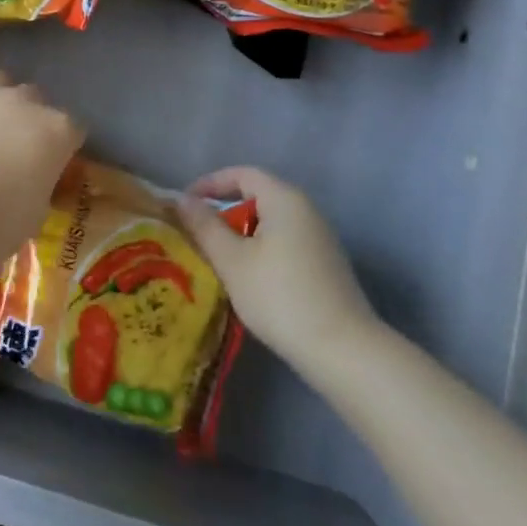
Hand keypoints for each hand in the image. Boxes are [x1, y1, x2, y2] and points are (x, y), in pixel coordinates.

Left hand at [0, 69, 82, 294]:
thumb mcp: (34, 215)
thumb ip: (39, 187)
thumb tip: (29, 184)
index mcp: (57, 132)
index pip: (73, 129)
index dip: (61, 146)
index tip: (50, 165)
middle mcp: (24, 101)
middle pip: (35, 98)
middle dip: (27, 117)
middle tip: (11, 146)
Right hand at [177, 166, 378, 372]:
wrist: (343, 351)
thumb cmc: (279, 296)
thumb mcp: (231, 260)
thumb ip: (205, 226)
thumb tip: (183, 200)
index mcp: (284, 199)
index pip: (242, 174)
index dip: (211, 183)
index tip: (185, 203)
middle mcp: (306, 210)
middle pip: (258, 196)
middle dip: (225, 211)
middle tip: (198, 232)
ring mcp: (320, 238)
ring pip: (271, 222)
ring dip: (242, 233)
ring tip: (218, 257)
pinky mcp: (327, 265)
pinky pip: (285, 242)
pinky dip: (261, 249)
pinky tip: (250, 278)